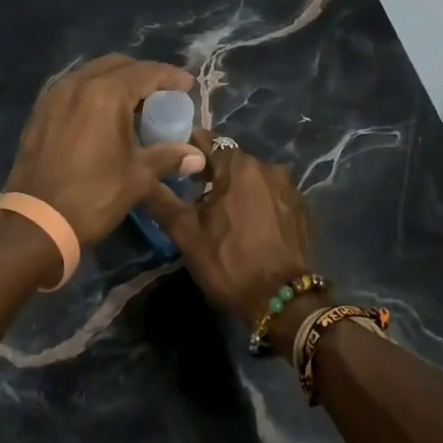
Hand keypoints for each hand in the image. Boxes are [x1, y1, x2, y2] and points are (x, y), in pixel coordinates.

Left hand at [5, 55, 204, 244]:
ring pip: (92, 74)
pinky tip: (102, 115)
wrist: (37, 220)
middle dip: (142, 75)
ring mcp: (54, 95)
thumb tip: (197, 156)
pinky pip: (73, 89)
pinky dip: (92, 93)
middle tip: (161, 94)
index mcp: (105, 93)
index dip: (170, 76)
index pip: (146, 72)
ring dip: (116, 82)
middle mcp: (78, 84)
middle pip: (117, 65)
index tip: (188, 85)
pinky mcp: (40, 111)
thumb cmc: (93, 195)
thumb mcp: (137, 176)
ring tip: (133, 105)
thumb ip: (168, 157)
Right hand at [144, 132, 315, 328]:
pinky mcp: (300, 207)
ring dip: (234, 186)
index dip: (185, 147)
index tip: (170, 159)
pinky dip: (255, 199)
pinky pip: (269, 193)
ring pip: (251, 176)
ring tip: (217, 209)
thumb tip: (142, 176)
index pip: (206, 140)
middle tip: (189, 191)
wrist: (283, 302)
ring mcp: (289, 187)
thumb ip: (162, 199)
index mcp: (239, 166)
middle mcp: (268, 167)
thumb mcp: (186, 234)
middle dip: (210, 170)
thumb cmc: (229, 263)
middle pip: (230, 158)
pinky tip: (245, 222)